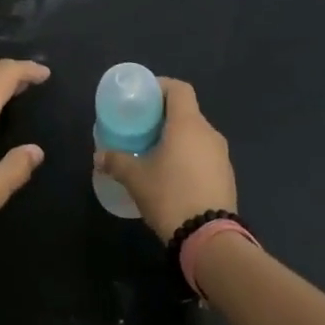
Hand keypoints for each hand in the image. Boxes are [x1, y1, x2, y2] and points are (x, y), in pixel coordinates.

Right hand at [93, 77, 236, 241]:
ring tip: (153, 153)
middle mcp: (209, 133)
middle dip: (164, 117)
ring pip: (196, 136)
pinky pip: (204, 156)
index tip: (142, 97)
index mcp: (188, 124)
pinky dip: (188, 157)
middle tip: (141, 128)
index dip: (160, 86)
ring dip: (176, 139)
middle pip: (187, 112)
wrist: (209, 237)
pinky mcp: (226, 177)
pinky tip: (172, 176)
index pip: (179, 89)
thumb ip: (116, 162)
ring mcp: (222, 156)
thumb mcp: (135, 178)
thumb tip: (99, 156)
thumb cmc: (170, 195)